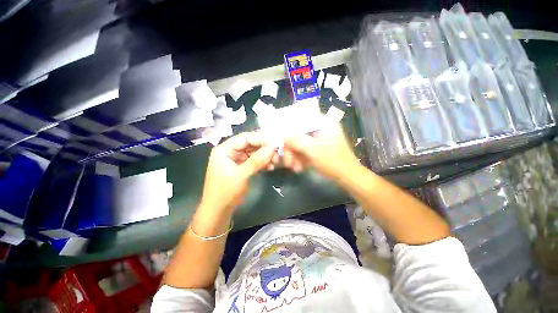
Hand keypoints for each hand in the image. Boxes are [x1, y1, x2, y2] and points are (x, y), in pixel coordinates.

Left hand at [199, 132, 278, 214]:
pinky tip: (270, 167)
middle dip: (264, 149)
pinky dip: (262, 163)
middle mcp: (230, 152)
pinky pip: (254, 161)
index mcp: (224, 149)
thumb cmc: (226, 191)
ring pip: (254, 153)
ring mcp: (236, 160)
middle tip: (277, 154)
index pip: (245, 138)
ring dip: (265, 157)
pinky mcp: (241, 167)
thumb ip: (257, 160)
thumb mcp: (242, 174)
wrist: (219, 211)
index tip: (275, 143)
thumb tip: (273, 146)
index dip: (260, 139)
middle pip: (250, 144)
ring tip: (275, 162)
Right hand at [283, 123, 359, 179]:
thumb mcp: (312, 149)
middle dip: (292, 149)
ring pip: (302, 143)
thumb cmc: (332, 160)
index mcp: (324, 122)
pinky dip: (301, 158)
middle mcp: (322, 128)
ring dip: (295, 155)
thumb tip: (283, 137)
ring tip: (293, 167)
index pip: (301, 119)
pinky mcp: (320, 148)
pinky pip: (307, 149)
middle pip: (300, 133)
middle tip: (287, 161)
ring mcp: (321, 138)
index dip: (289, 128)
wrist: (348, 177)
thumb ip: (296, 140)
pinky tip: (298, 167)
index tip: (282, 140)